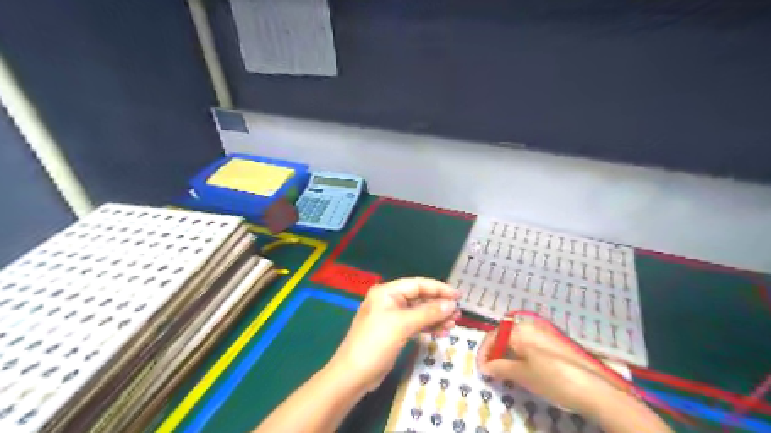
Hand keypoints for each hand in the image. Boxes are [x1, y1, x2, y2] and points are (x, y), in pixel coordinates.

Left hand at [330, 277, 459, 391]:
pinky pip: (415, 324)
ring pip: (419, 312)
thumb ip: (428, 313)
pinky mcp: (394, 332)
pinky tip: (442, 331)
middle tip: (458, 313)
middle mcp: (389, 301)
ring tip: (453, 324)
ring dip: (436, 317)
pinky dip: (428, 327)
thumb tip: (451, 304)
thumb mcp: (402, 325)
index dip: (438, 289)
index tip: (458, 295)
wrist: (353, 375)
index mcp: (387, 292)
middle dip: (439, 305)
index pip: (417, 285)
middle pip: (419, 298)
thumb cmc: (375, 343)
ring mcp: (391, 317)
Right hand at [476, 320, 625, 417]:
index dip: (484, 352)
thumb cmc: (552, 378)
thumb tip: (485, 366)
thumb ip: (499, 368)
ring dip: (507, 353)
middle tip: (491, 370)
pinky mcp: (554, 342)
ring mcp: (544, 333)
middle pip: (505, 336)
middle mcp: (530, 326)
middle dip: (495, 352)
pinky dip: (521, 354)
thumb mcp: (522, 375)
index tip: (480, 368)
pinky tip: (523, 368)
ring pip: (517, 340)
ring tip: (505, 371)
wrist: (594, 388)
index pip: (493, 336)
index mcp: (519, 330)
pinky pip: (529, 344)